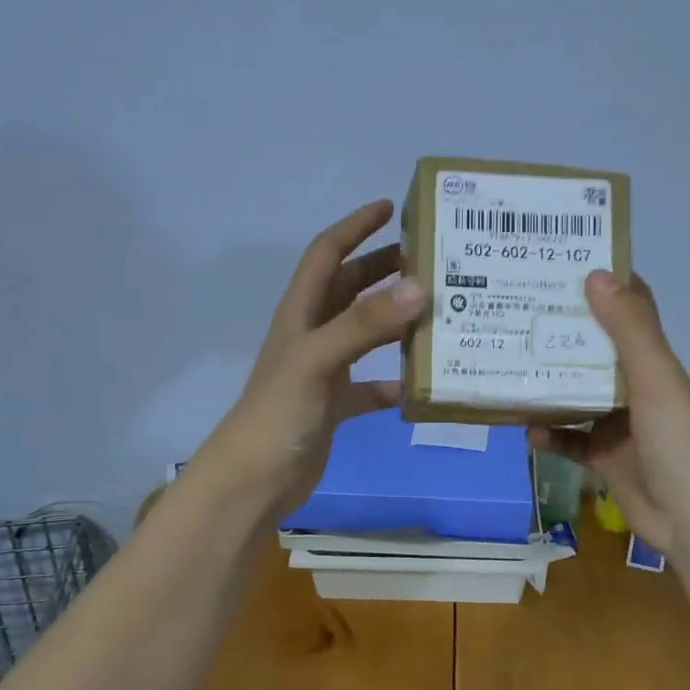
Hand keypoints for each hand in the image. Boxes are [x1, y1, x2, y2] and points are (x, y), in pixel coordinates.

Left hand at [199, 200, 426, 517]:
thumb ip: (365, 324)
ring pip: (363, 333)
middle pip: (349, 289)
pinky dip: (391, 380)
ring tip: (434, 310)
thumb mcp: (318, 359)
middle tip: (428, 258)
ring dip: (393, 319)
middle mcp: (312, 335)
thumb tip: (420, 287)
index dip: (354, 227)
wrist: (254, 481)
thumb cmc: (279, 412)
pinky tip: (416, 383)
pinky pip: (369, 385)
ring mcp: (323, 372)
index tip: (390, 207)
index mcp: (301, 313)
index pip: (326, 254)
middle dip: (382, 268)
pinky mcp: (333, 406)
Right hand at [529, 271, 689, 554]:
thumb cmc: (677, 439)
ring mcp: (617, 423)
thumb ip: (628, 328)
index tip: (560, 264)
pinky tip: (526, 429)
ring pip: (576, 393)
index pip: (628, 309)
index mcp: (650, 360)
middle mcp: (634, 385)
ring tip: (508, 364)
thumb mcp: (654, 377)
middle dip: (560, 331)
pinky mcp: (604, 457)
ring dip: (548, 382)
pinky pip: (569, 439)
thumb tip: (594, 274)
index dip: (601, 285)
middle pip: (593, 348)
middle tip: (516, 310)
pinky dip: (549, 434)